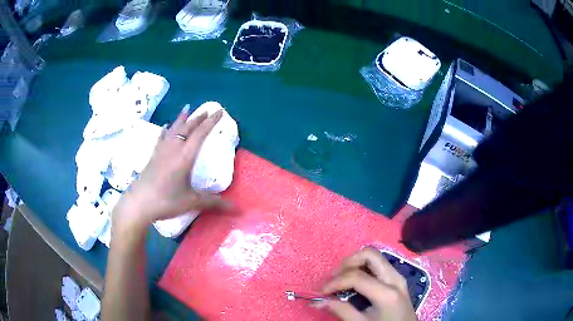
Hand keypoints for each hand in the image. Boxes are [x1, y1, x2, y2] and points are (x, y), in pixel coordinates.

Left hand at [112, 106, 224, 233]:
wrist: (139, 203)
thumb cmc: (166, 201)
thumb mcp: (191, 202)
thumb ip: (213, 202)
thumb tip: (236, 208)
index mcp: (185, 156)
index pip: (200, 134)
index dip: (211, 122)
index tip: (219, 112)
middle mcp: (173, 149)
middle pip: (187, 128)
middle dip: (198, 118)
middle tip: (207, 110)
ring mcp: (161, 151)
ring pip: (173, 129)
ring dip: (182, 118)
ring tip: (187, 108)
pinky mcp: (153, 156)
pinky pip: (161, 137)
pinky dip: (166, 130)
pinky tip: (165, 126)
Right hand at [321, 248, 416, 320]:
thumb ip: (341, 310)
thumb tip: (317, 301)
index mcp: (387, 292)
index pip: (357, 276)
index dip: (335, 282)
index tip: (322, 292)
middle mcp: (395, 278)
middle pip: (371, 255)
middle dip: (348, 262)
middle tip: (334, 276)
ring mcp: (398, 276)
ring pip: (376, 257)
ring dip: (356, 263)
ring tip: (342, 278)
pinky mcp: (397, 279)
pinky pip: (379, 265)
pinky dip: (364, 267)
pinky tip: (356, 281)